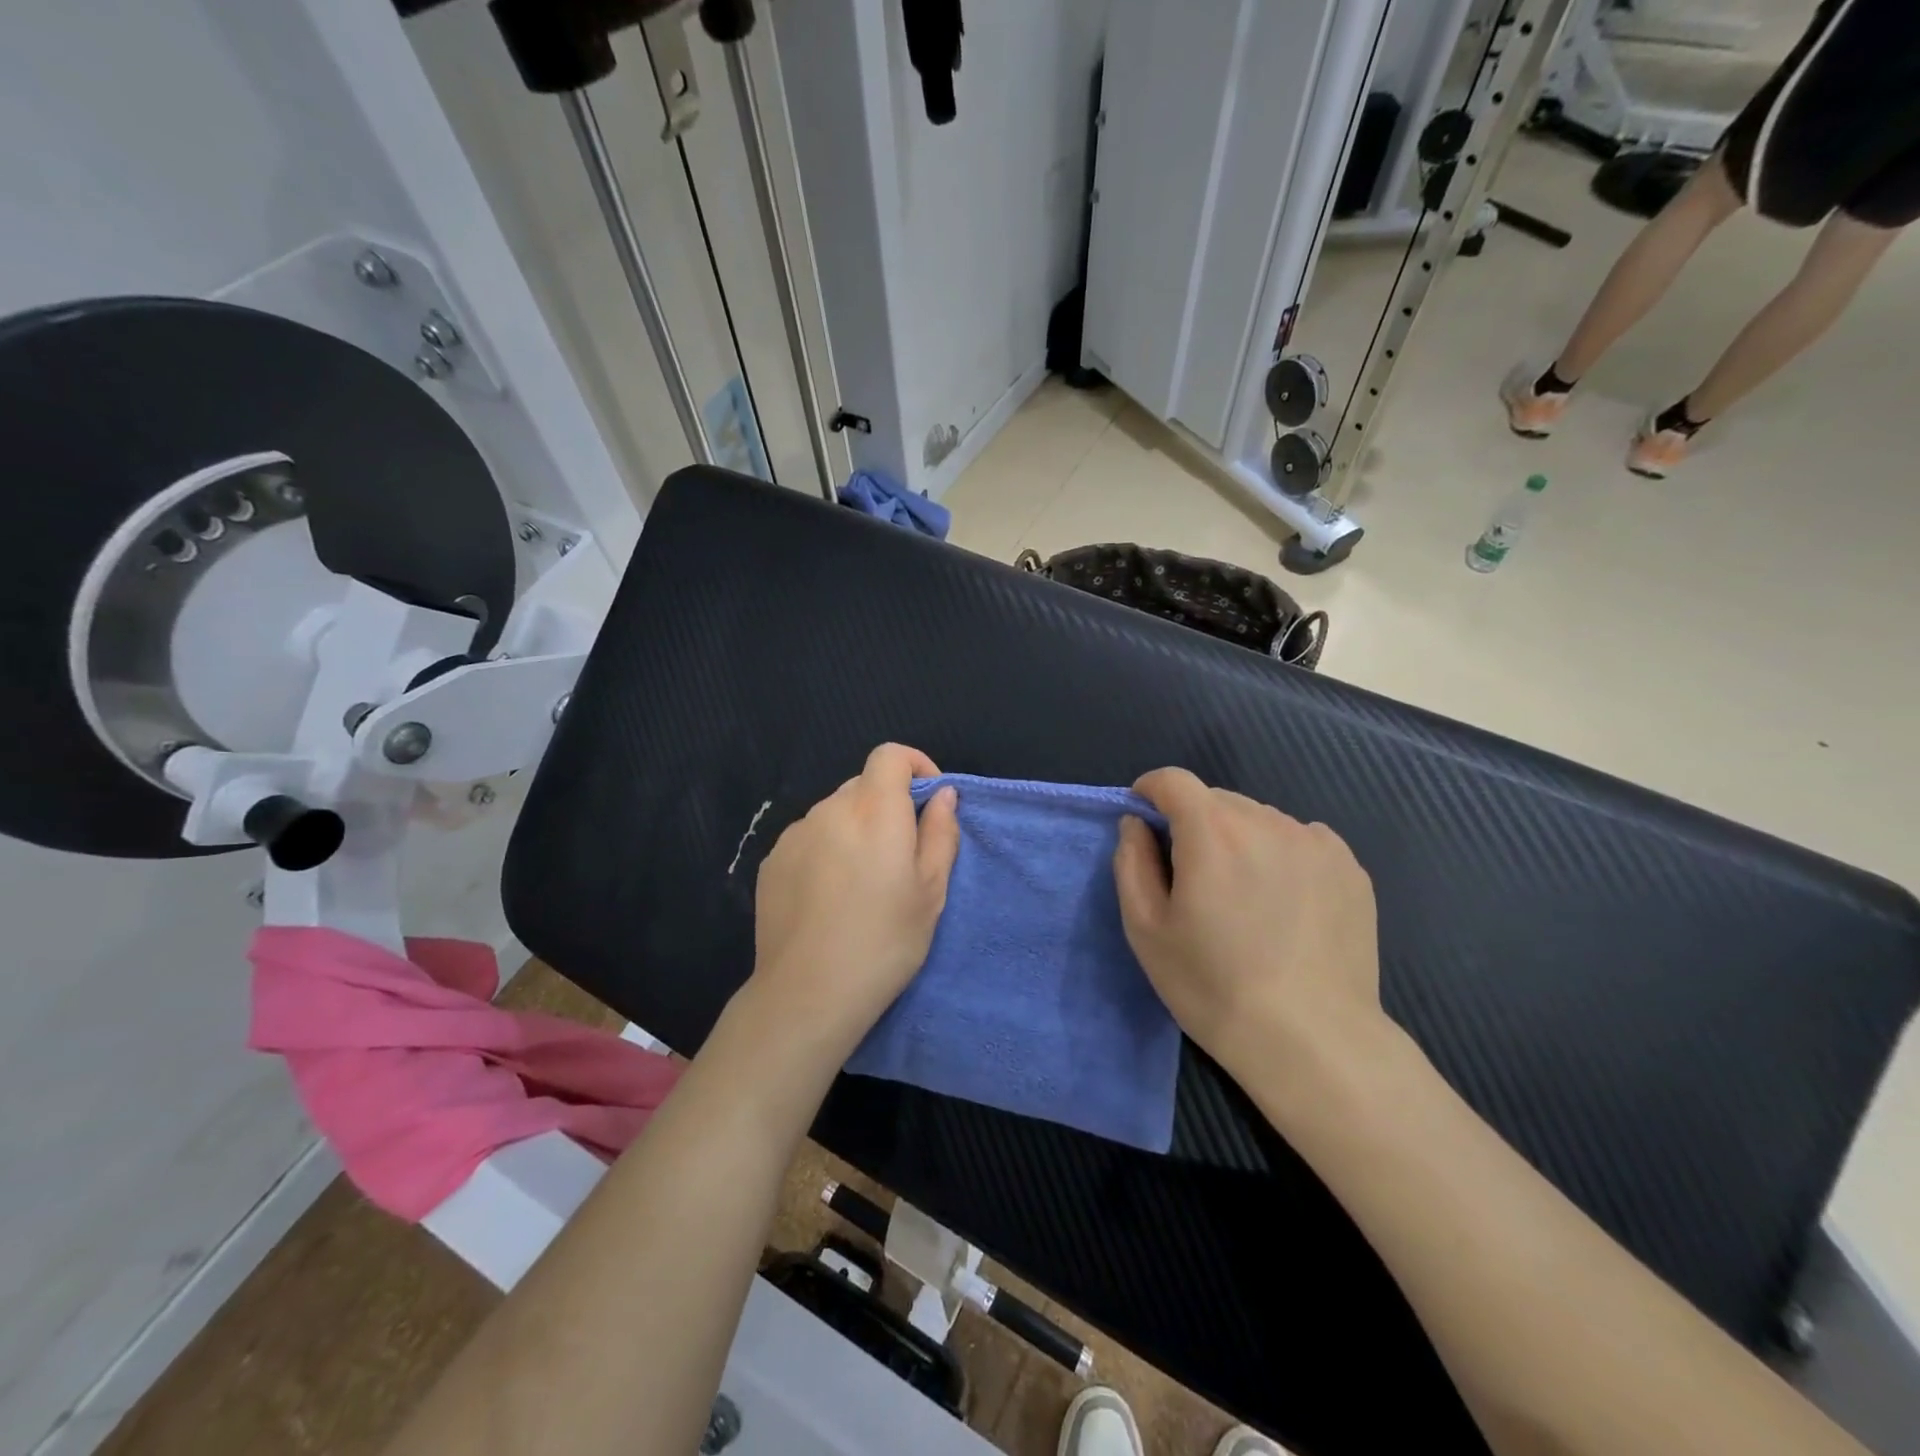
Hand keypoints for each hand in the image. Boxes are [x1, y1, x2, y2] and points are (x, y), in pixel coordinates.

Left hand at [747, 743, 959, 1060]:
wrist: (808, 993)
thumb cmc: (884, 941)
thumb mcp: (931, 891)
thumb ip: (940, 832)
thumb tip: (942, 795)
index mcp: (873, 810)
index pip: (890, 755)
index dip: (915, 765)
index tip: (928, 800)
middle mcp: (829, 809)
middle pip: (863, 785)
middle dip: (887, 805)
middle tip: (900, 856)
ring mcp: (795, 834)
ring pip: (835, 813)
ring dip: (855, 829)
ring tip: (863, 883)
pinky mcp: (772, 861)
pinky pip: (810, 839)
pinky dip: (827, 850)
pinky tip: (830, 897)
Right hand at [1112, 767, 1386, 1106]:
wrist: (1312, 1041)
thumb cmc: (1213, 986)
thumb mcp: (1146, 929)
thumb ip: (1132, 862)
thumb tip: (1136, 824)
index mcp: (1212, 832)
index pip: (1173, 780)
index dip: (1151, 791)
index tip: (1144, 818)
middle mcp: (1267, 821)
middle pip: (1216, 799)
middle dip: (1194, 822)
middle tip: (1192, 875)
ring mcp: (1316, 842)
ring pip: (1259, 819)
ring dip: (1239, 838)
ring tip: (1243, 894)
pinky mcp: (1349, 867)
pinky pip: (1299, 840)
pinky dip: (1280, 854)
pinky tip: (1284, 903)